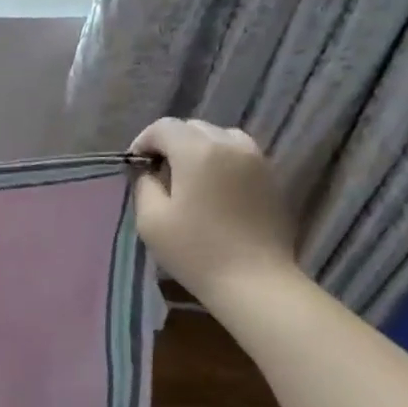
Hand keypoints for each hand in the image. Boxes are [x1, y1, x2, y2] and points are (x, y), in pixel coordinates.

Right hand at [128, 118, 299, 311]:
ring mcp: (256, 159)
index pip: (164, 127)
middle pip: (193, 127)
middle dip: (171, 144)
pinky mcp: (271, 177)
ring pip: (220, 137)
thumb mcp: (151, 219)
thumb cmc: (195, 250)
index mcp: (197, 151)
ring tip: (189, 178)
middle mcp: (230, 145)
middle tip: (159, 174)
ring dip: (198, 149)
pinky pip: (240, 154)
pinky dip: (221, 161)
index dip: (143, 141)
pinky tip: (214, 190)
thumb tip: (149, 171)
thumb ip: (144, 185)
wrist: (253, 279)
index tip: (136, 167)